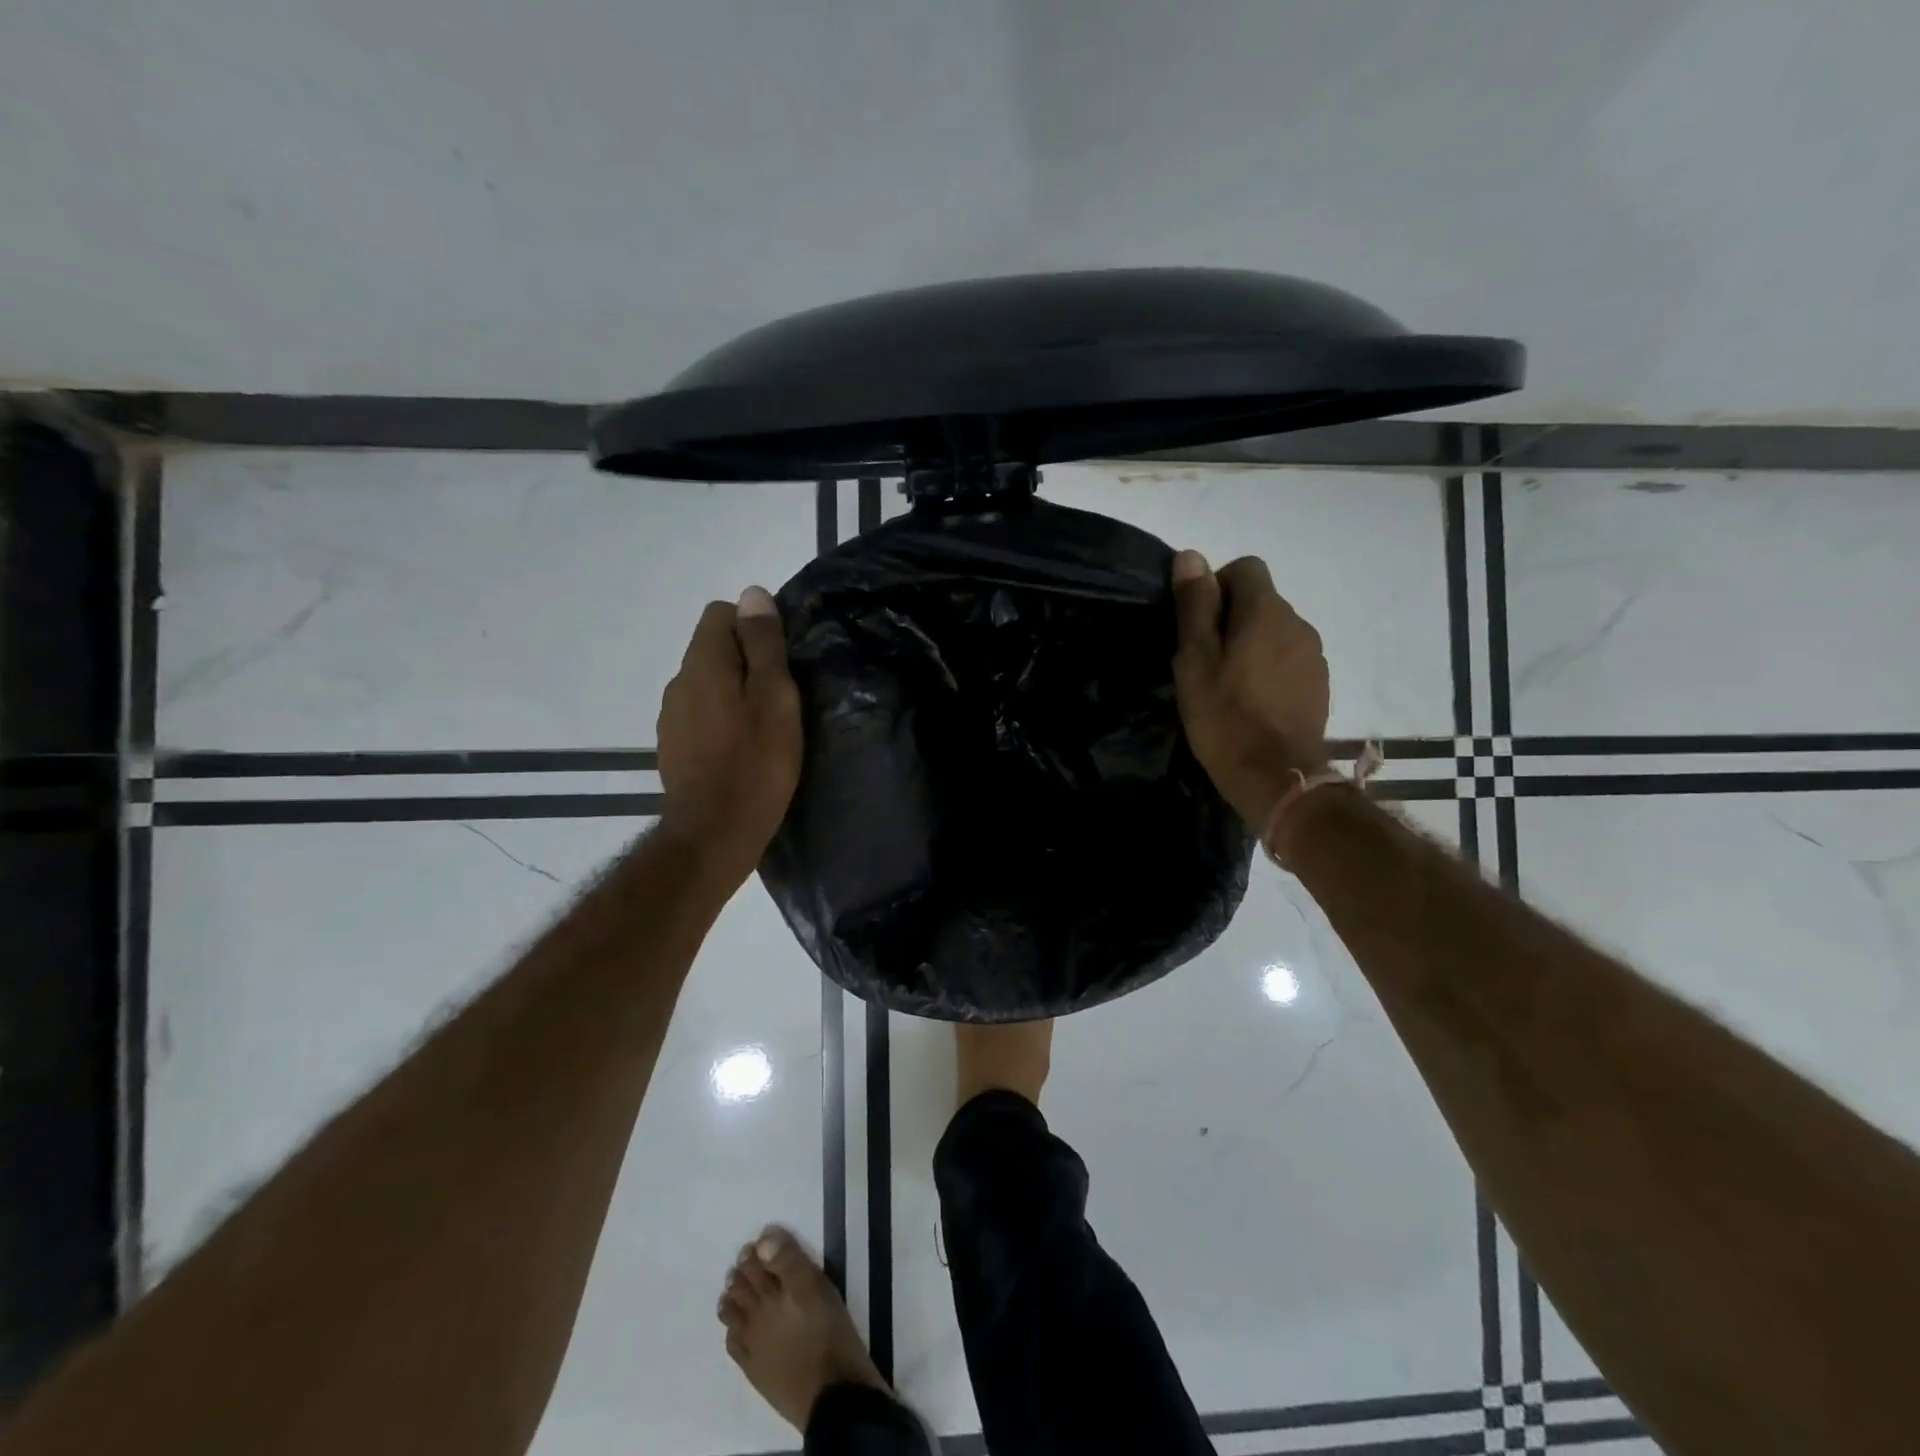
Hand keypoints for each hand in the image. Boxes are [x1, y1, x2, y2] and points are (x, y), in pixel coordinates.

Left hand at [657, 586, 801, 883]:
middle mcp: (678, 682)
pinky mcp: (673, 746)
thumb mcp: (774, 698)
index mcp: (702, 663)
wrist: (714, 833)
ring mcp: (671, 717)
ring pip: (707, 683)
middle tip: (781, 697)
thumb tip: (752, 594)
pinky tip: (741, 749)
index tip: (781, 660)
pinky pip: (701, 714)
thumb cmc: (755, 763)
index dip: (754, 626)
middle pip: (713, 648)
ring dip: (734, 692)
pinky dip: (721, 719)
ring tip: (764, 726)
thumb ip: (763, 644)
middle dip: (747, 660)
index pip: (720, 613)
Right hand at [1171, 551, 1330, 826]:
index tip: (1197, 625)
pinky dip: (1268, 666)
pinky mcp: (1319, 682)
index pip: (1246, 568)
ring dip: (1251, 643)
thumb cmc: (1225, 716)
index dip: (1216, 586)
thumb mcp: (1195, 660)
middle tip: (1204, 660)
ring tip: (1227, 683)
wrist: (1277, 776)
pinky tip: (1252, 700)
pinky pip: (1288, 657)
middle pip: (1261, 600)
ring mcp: (1314, 654)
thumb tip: (1191, 556)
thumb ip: (1195, 606)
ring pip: (1275, 630)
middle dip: (1231, 618)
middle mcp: (1298, 622)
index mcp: (1266, 611)